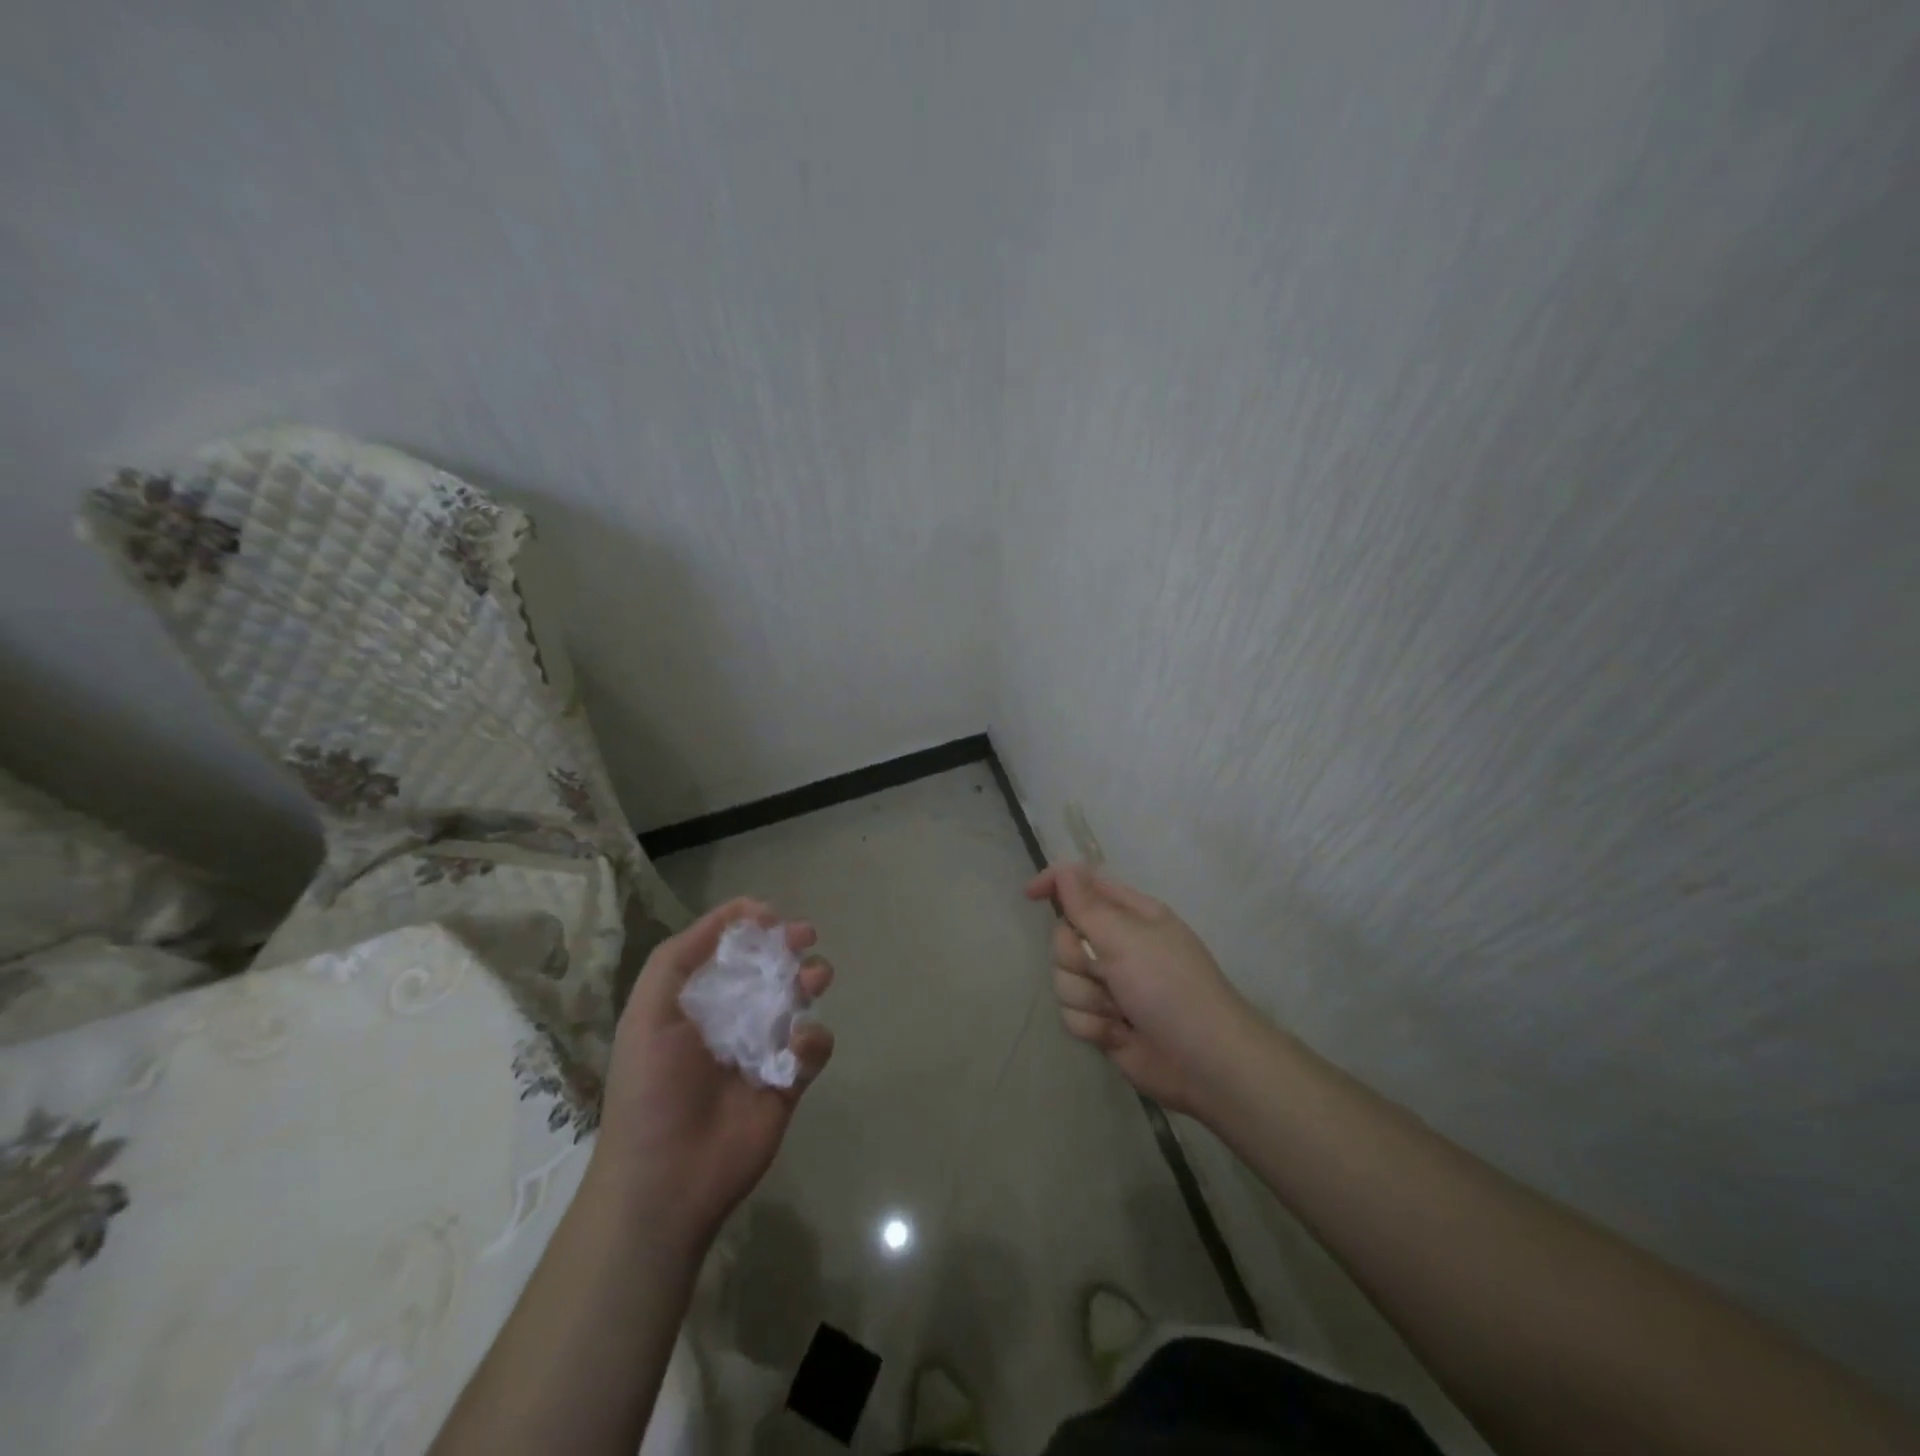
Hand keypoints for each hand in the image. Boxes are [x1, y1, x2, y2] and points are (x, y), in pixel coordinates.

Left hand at [592, 897, 834, 1246]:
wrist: (667, 1177)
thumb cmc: (651, 1087)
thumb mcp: (648, 1011)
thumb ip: (680, 956)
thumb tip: (741, 914)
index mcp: (695, 1002)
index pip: (728, 951)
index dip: (750, 928)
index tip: (772, 916)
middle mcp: (730, 1019)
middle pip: (768, 970)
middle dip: (788, 947)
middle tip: (805, 937)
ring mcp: (762, 1050)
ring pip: (797, 1002)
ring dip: (809, 980)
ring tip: (814, 978)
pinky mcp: (789, 1082)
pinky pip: (813, 1047)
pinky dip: (812, 1040)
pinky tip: (798, 1047)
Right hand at [1026, 864, 1257, 1116]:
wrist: (1204, 1064)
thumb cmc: (1172, 989)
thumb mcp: (1128, 940)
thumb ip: (1088, 906)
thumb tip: (1065, 868)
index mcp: (1130, 915)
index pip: (1083, 886)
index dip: (1055, 886)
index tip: (1030, 895)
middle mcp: (1117, 945)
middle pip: (1064, 938)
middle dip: (1076, 959)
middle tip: (1104, 971)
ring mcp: (1109, 985)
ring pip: (1063, 979)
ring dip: (1087, 997)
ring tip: (1119, 1011)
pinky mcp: (1102, 1021)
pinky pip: (1071, 1013)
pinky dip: (1092, 1025)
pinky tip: (1119, 1035)